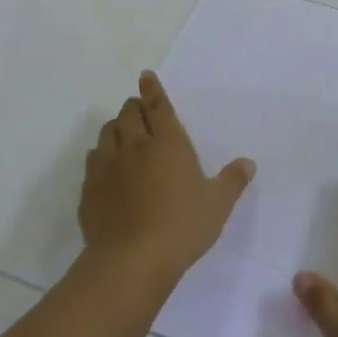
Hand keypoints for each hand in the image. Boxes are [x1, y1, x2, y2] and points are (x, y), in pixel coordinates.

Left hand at [80, 71, 255, 285]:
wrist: (131, 260)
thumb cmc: (182, 226)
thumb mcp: (218, 204)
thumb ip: (232, 181)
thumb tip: (248, 163)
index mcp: (168, 143)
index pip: (158, 107)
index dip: (152, 89)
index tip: (146, 76)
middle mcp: (135, 147)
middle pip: (128, 115)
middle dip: (133, 106)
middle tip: (138, 106)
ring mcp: (108, 168)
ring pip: (107, 134)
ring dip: (115, 127)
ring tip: (121, 131)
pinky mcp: (90, 190)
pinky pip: (93, 161)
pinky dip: (100, 155)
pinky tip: (105, 165)